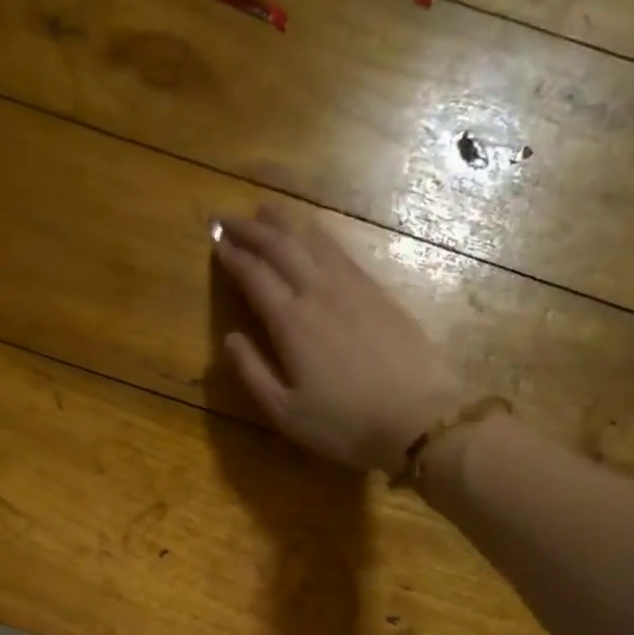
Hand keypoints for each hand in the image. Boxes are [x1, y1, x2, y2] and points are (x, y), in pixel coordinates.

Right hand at [214, 205, 462, 472]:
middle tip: (229, 217)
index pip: (254, 276)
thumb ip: (252, 373)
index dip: (232, 256)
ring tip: (266, 210)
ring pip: (313, 241)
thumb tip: (229, 338)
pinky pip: (342, 252)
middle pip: (281, 247)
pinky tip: (315, 234)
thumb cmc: (344, 424)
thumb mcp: (286, 412)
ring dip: (286, 223)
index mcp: (291, 322)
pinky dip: (320, 236)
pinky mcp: (379, 293)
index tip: (215, 240)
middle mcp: (319, 293)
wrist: (418, 419)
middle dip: (252, 229)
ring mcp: (353, 288)